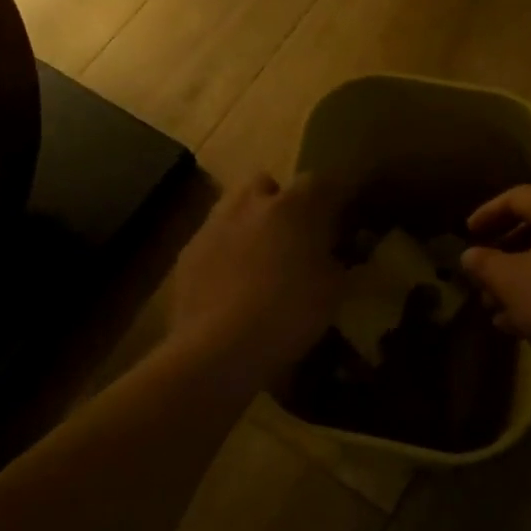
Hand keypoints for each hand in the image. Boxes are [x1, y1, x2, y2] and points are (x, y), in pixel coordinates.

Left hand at [164, 172, 344, 388]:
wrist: (218, 348)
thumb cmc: (288, 313)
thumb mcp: (334, 291)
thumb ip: (339, 262)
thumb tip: (339, 253)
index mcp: (294, 205)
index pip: (321, 181)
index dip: (334, 196)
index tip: (342, 217)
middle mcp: (252, 203)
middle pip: (268, 183)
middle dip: (281, 200)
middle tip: (294, 233)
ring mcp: (214, 224)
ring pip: (236, 206)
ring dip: (251, 221)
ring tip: (261, 256)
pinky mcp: (188, 252)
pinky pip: (214, 238)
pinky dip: (226, 251)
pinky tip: (232, 282)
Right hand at [461, 185, 530, 378]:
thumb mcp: (510, 281)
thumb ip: (484, 263)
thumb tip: (469, 255)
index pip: (516, 197)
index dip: (487, 213)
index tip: (467, 235)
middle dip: (501, 254)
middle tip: (481, 275)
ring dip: (518, 278)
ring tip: (494, 308)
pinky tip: (520, 324)